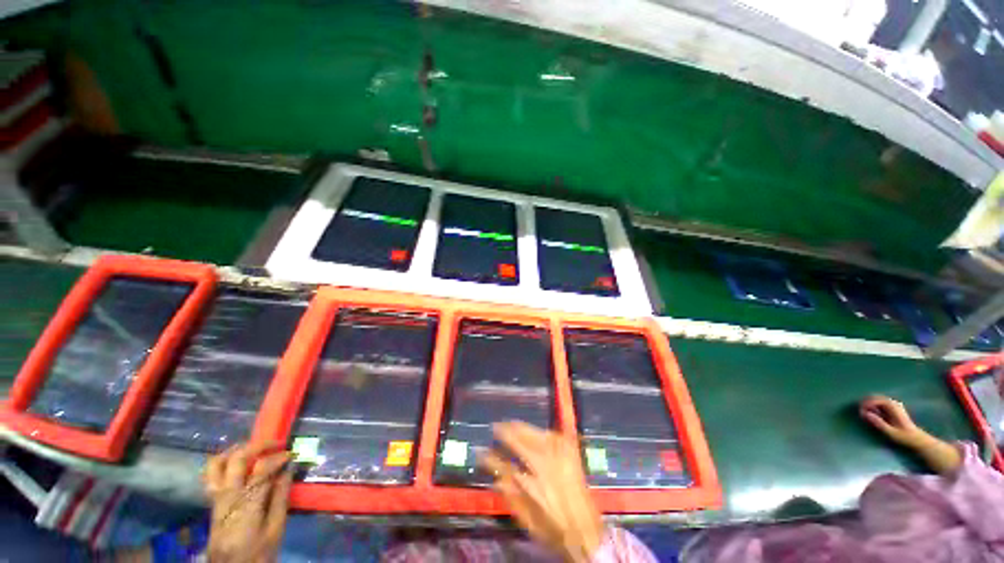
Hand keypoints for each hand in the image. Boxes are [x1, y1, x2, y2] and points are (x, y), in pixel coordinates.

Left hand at [202, 441, 291, 562]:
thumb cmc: (258, 552)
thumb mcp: (275, 529)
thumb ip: (280, 498)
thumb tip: (287, 470)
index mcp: (246, 503)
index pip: (261, 469)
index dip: (278, 457)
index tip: (292, 454)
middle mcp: (228, 496)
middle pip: (237, 459)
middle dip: (258, 446)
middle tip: (276, 444)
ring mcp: (216, 498)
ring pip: (216, 464)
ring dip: (235, 450)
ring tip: (252, 447)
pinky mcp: (212, 502)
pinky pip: (211, 475)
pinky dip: (222, 462)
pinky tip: (235, 463)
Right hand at [479, 422, 604, 562]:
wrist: (587, 530)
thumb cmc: (555, 528)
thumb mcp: (529, 521)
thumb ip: (511, 497)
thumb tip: (495, 478)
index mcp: (534, 482)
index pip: (506, 464)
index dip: (491, 457)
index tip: (481, 451)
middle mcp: (547, 462)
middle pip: (522, 439)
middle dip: (506, 431)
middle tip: (497, 427)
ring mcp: (560, 454)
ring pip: (536, 432)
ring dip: (521, 428)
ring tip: (511, 425)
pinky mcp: (570, 451)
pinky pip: (552, 434)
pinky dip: (540, 431)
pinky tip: (535, 431)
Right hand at [860, 395, 928, 447]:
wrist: (916, 438)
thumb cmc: (903, 436)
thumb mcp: (890, 432)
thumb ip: (878, 423)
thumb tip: (865, 414)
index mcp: (892, 406)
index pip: (874, 400)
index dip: (865, 405)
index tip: (860, 413)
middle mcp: (893, 403)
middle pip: (875, 397)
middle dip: (865, 403)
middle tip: (860, 412)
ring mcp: (894, 404)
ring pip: (877, 399)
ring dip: (869, 404)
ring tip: (865, 414)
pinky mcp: (893, 407)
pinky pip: (880, 403)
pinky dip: (874, 406)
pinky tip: (873, 414)